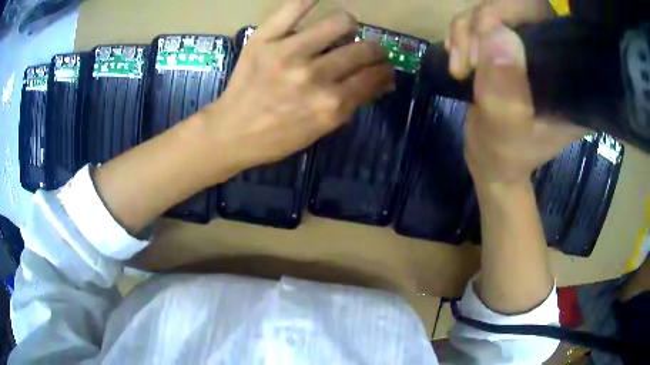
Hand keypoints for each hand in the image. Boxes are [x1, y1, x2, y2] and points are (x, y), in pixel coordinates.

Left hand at [201, 0, 393, 173]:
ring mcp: (289, 53)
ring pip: (340, 22)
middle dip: (376, 51)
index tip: (384, 68)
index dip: (386, 71)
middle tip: (369, 52)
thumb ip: (352, 104)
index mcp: (331, 104)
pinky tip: (316, 2)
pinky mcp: (265, 39)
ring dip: (350, 26)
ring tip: (343, 31)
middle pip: (364, 50)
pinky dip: (309, 1)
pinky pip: (294, 7)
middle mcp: (315, 76)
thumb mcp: (321, 129)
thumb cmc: (278, 137)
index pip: (374, 77)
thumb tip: (382, 82)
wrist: (232, 132)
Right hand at [446, 3, 587, 186]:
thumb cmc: (504, 154)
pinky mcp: (511, 43)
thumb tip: (496, 33)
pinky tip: (459, 59)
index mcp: (571, 81)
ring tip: (461, 67)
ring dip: (467, 30)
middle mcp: (556, 56)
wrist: (490, 156)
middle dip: (484, 22)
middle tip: (468, 58)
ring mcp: (532, 46)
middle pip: (521, 6)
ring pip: (496, 7)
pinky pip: (482, 18)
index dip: (515, 12)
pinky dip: (462, 33)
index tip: (484, 39)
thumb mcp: (505, 131)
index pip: (551, 22)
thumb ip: (505, 90)